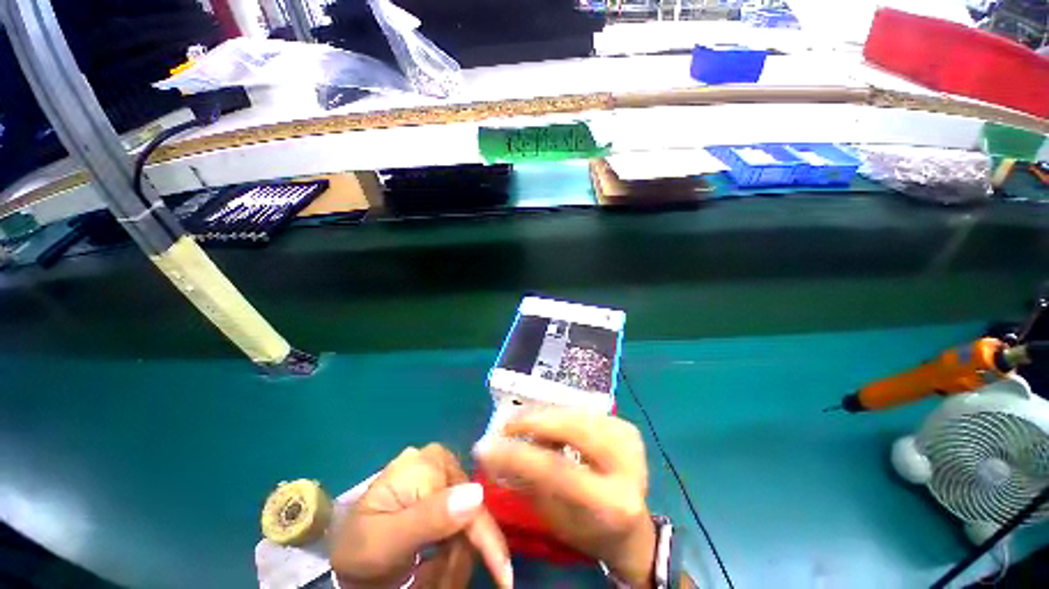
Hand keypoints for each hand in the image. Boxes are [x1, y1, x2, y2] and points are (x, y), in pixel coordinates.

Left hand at [331, 444, 512, 587]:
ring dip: (452, 560)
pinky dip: (449, 555)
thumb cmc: (359, 544)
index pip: (472, 502)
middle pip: (472, 515)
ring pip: (468, 526)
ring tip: (423, 578)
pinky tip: (430, 567)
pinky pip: (460, 527)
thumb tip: (477, 495)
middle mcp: (443, 463)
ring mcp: (443, 478)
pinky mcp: (442, 494)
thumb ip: (429, 518)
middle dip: (458, 556)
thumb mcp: (385, 539)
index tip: (503, 577)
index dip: (487, 539)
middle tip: (436, 584)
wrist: (347, 550)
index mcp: (430, 461)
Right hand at [474, 410, 655, 588]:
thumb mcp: (554, 517)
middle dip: (533, 421)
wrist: (632, 528)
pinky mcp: (627, 427)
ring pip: (577, 413)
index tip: (485, 447)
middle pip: (574, 429)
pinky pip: (584, 412)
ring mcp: (630, 439)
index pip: (558, 470)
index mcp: (613, 503)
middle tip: (504, 424)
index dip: (519, 455)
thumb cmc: (588, 531)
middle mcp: (628, 465)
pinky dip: (559, 414)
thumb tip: (491, 454)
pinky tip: (544, 422)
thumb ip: (526, 482)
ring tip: (520, 424)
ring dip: (544, 415)